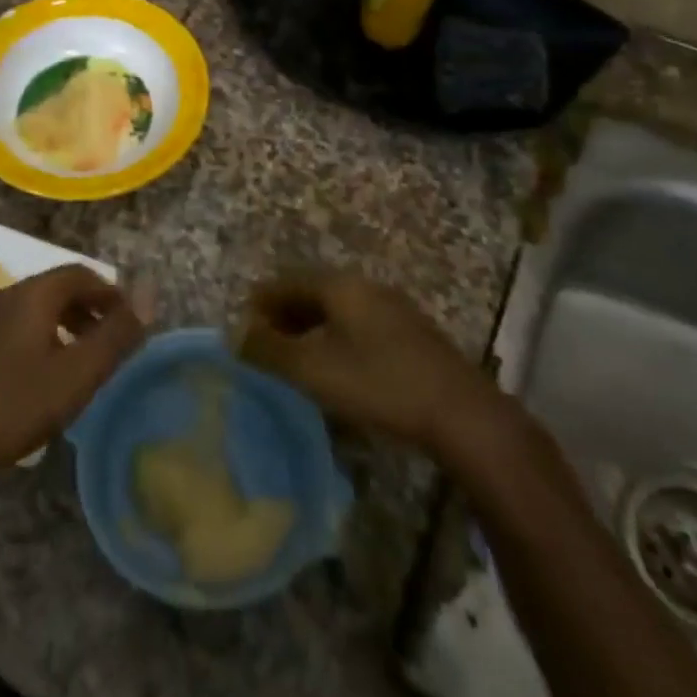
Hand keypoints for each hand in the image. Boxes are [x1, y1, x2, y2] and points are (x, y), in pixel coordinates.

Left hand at [0, 265, 145, 476]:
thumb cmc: (16, 406)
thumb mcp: (79, 373)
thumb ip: (117, 333)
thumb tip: (148, 293)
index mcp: (30, 295)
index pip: (79, 274)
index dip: (110, 292)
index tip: (129, 320)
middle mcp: (0, 297)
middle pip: (52, 290)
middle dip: (85, 310)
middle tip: (107, 342)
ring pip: (27, 312)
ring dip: (58, 326)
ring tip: (74, 361)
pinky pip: (5, 331)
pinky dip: (30, 341)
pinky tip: (31, 378)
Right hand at [239, 271, 515, 461]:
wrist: (461, 414)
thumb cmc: (377, 383)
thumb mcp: (311, 369)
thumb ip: (268, 350)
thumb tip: (235, 334)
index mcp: (340, 286)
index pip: (286, 282)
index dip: (260, 302)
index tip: (241, 328)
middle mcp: (366, 287)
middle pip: (312, 292)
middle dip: (283, 315)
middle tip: (262, 344)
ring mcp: (393, 309)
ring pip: (337, 310)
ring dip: (309, 328)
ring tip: (293, 358)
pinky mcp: (412, 335)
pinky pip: (359, 326)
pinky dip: (335, 338)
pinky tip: (334, 367)